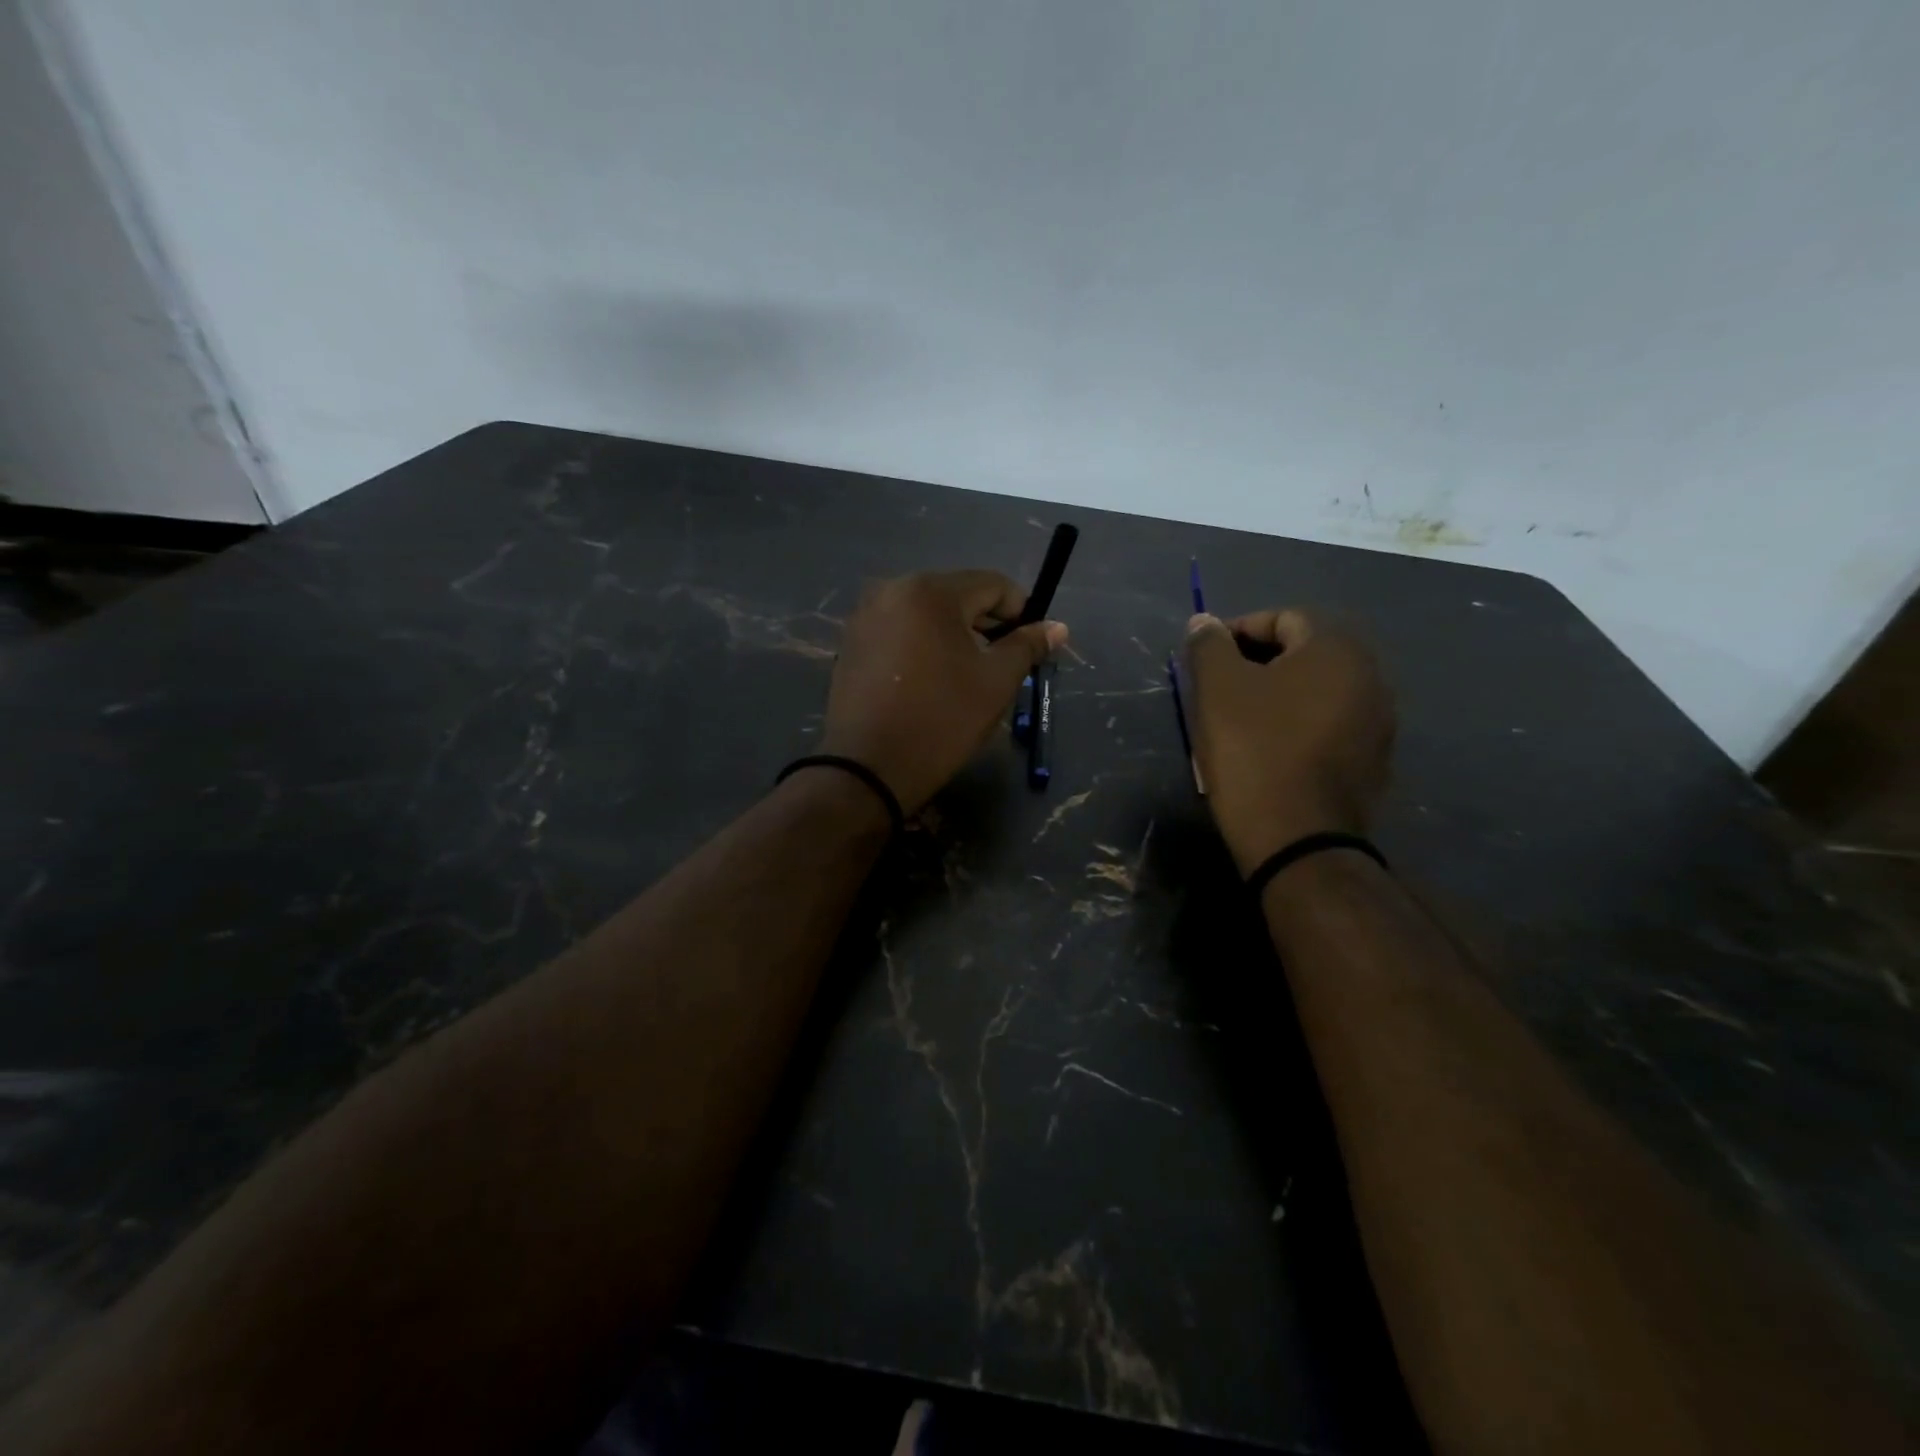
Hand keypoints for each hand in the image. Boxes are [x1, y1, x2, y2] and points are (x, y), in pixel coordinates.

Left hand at [819, 571, 1066, 812]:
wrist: (868, 769)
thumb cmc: (941, 720)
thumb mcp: (996, 682)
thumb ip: (1027, 646)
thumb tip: (1057, 627)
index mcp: (930, 591)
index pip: (992, 584)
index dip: (1020, 611)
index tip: (1031, 645)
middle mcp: (891, 590)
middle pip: (957, 595)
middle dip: (986, 624)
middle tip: (1003, 664)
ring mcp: (865, 616)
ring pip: (927, 614)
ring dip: (954, 635)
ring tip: (967, 675)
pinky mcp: (851, 643)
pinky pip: (900, 631)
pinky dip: (923, 645)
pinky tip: (930, 681)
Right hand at [1182, 609, 1394, 873]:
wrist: (1298, 839)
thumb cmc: (1254, 750)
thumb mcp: (1217, 689)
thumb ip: (1209, 645)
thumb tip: (1204, 622)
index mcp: (1337, 649)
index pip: (1282, 618)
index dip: (1237, 631)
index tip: (1205, 659)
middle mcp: (1371, 676)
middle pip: (1304, 652)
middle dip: (1257, 663)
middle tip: (1218, 688)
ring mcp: (1379, 722)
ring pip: (1317, 691)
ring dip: (1278, 694)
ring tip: (1238, 719)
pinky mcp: (1374, 761)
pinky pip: (1329, 725)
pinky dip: (1298, 725)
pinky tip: (1269, 750)